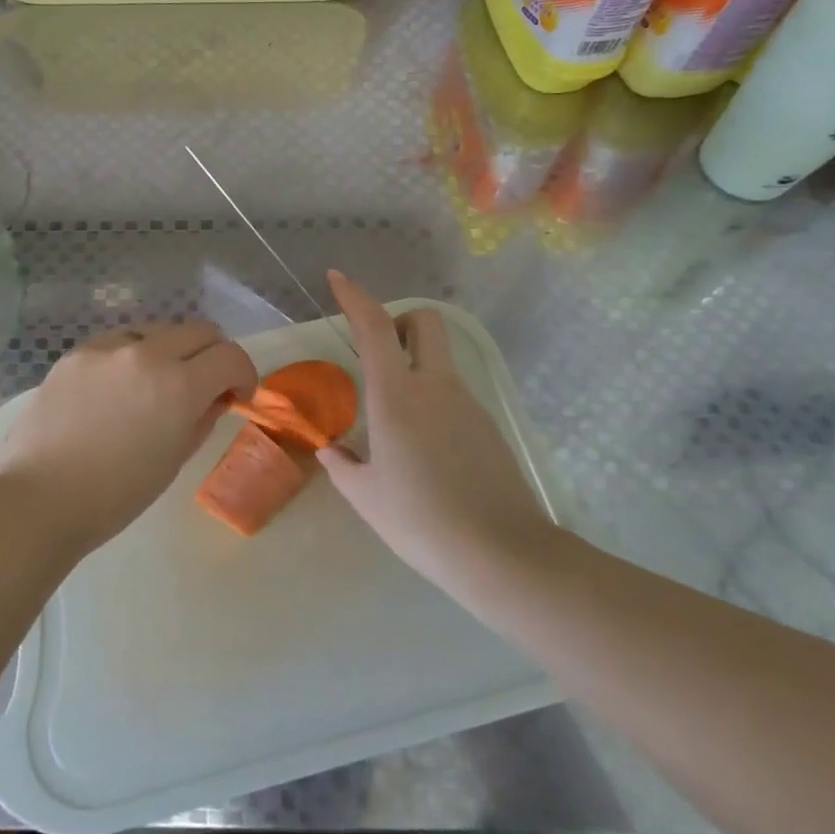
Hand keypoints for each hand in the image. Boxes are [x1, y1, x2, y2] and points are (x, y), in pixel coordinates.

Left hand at [0, 320, 256, 557]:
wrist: (37, 499)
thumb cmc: (114, 496)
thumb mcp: (174, 460)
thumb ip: (202, 417)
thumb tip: (213, 397)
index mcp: (177, 385)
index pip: (230, 356)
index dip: (244, 374)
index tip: (237, 395)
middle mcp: (146, 353)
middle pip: (200, 330)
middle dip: (213, 355)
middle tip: (206, 385)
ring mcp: (107, 347)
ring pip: (158, 330)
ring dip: (172, 351)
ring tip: (156, 386)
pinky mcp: (77, 352)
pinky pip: (119, 342)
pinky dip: (133, 357)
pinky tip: (118, 389)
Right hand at [317, 271, 552, 593]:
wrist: (502, 554)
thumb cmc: (421, 520)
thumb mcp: (366, 496)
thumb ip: (343, 465)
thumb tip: (332, 451)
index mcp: (397, 395)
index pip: (376, 327)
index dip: (355, 297)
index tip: (337, 279)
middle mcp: (435, 386)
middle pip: (426, 322)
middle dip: (400, 322)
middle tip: (379, 354)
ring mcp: (468, 404)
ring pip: (440, 362)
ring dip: (414, 368)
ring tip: (395, 426)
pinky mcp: (488, 426)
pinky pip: (453, 396)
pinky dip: (433, 402)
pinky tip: (425, 453)